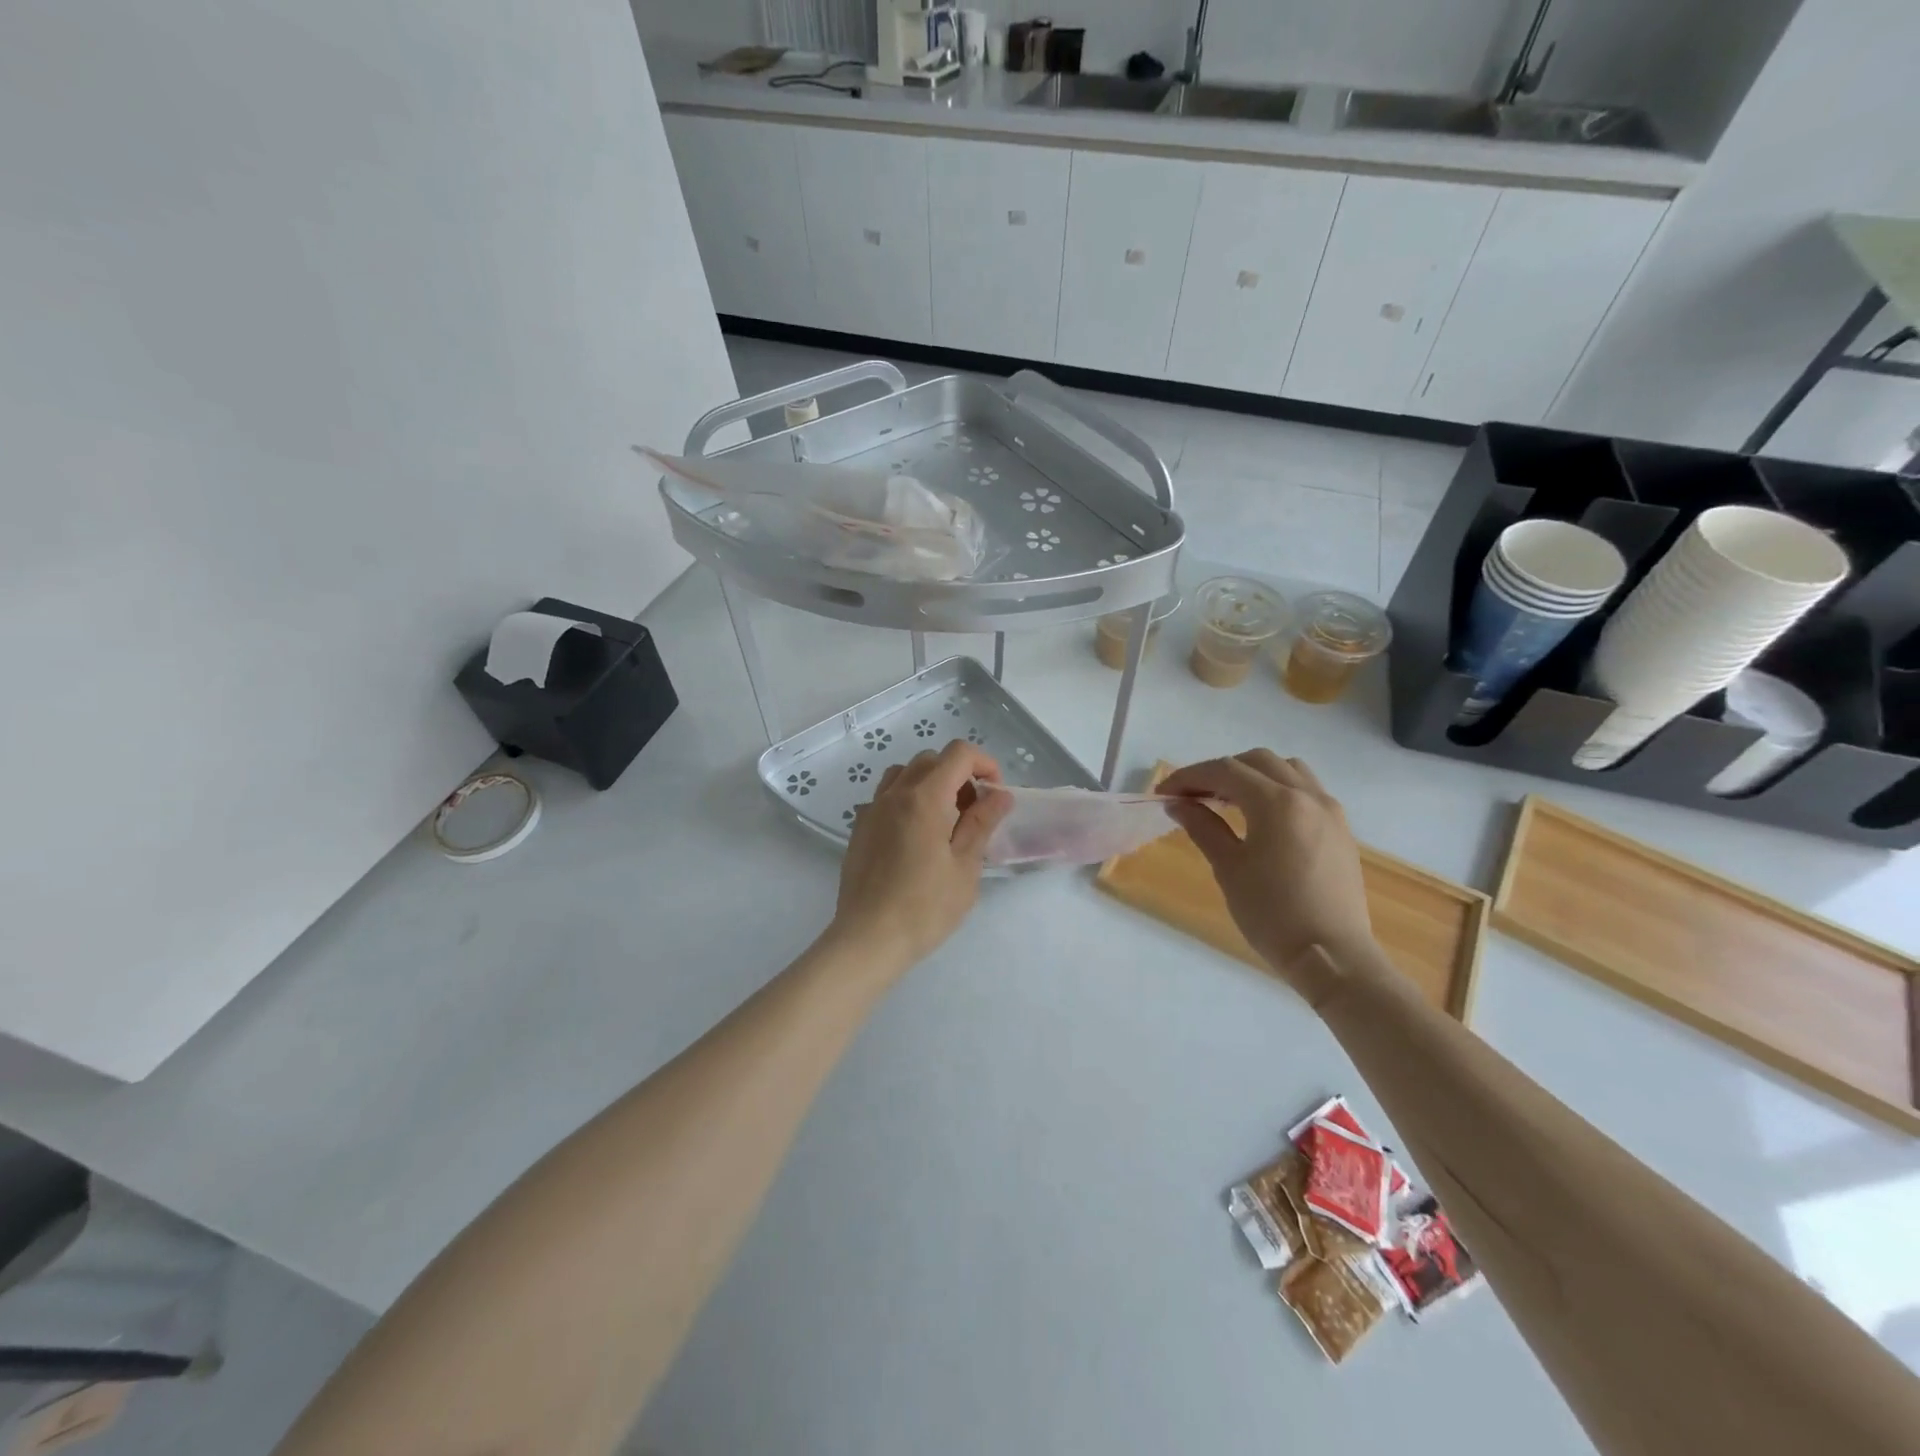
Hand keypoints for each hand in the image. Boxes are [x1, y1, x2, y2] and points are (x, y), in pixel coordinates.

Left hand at [829, 740, 1012, 970]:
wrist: (868, 938)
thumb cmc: (925, 907)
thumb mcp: (965, 867)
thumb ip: (982, 823)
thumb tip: (1000, 795)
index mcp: (924, 798)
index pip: (958, 754)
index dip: (984, 764)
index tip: (995, 793)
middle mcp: (894, 794)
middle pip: (931, 760)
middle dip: (959, 775)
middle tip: (973, 811)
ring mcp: (872, 810)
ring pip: (904, 773)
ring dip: (930, 784)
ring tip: (943, 820)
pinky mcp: (859, 829)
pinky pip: (886, 797)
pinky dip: (906, 800)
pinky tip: (915, 836)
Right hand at [1161, 751, 1372, 997]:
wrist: (1332, 955)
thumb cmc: (1272, 914)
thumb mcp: (1229, 868)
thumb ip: (1203, 827)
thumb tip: (1178, 804)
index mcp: (1277, 803)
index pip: (1225, 771)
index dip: (1189, 776)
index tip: (1163, 792)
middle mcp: (1307, 795)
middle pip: (1256, 761)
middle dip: (1219, 771)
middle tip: (1192, 796)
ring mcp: (1329, 810)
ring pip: (1286, 769)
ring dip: (1252, 774)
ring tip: (1227, 800)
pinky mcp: (1340, 828)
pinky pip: (1306, 789)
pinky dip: (1278, 788)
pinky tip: (1261, 816)